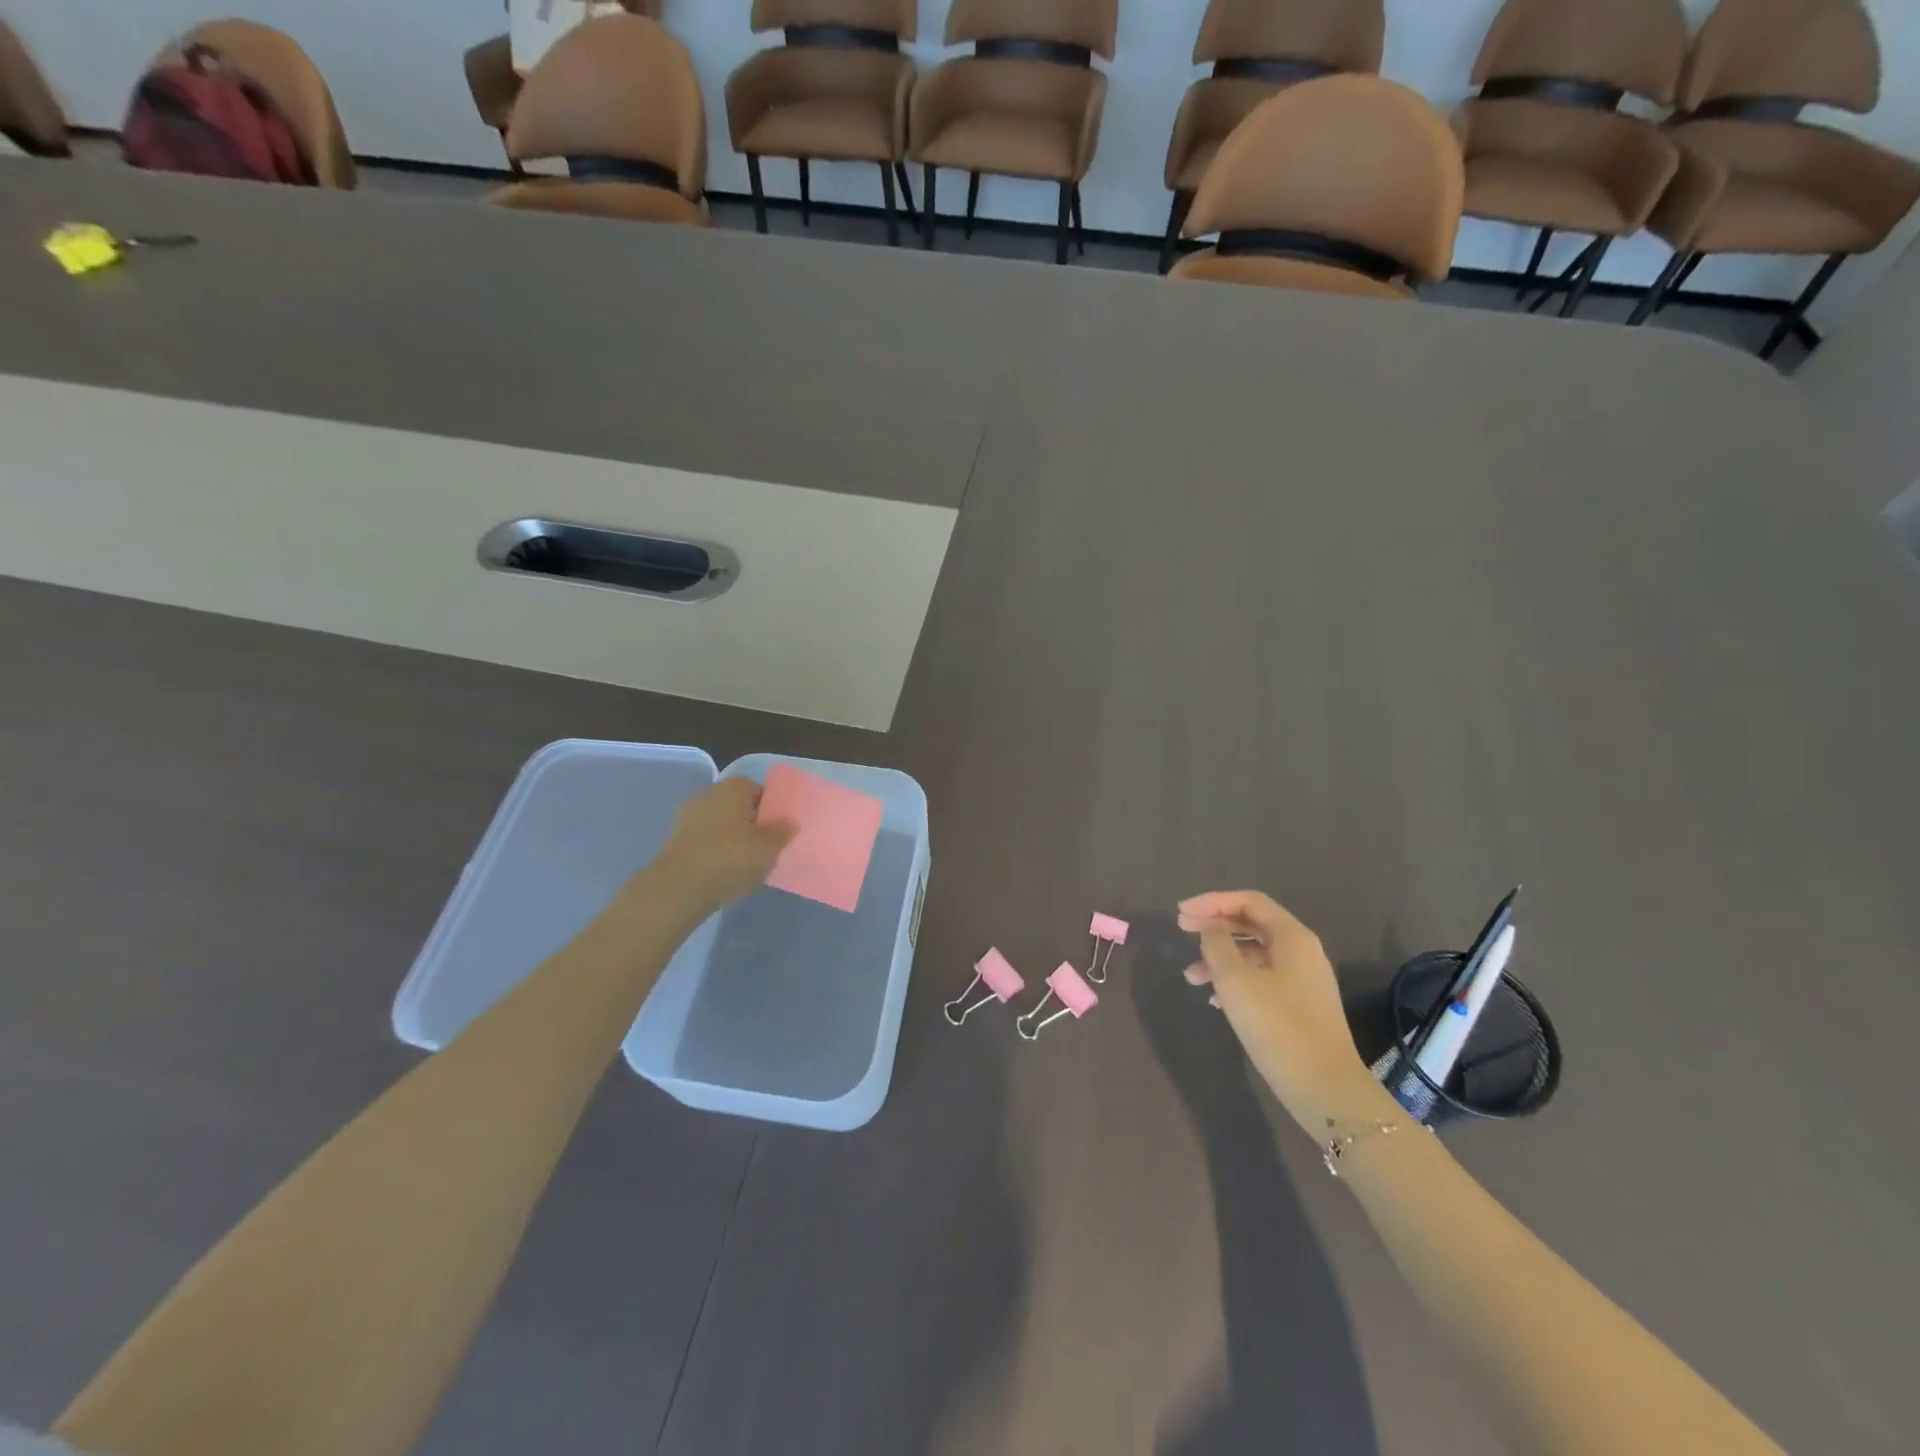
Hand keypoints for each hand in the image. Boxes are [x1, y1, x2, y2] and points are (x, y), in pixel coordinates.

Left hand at [648, 778, 795, 913]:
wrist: (679, 888)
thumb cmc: (731, 859)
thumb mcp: (768, 849)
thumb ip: (781, 833)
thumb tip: (789, 823)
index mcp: (733, 788)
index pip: (759, 791)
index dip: (771, 810)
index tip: (778, 832)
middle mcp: (708, 794)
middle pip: (737, 806)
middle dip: (750, 824)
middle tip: (764, 848)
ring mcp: (687, 816)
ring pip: (719, 824)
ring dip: (731, 838)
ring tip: (744, 864)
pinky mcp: (674, 839)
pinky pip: (704, 840)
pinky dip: (714, 851)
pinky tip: (722, 871)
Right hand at [1178, 890, 1390, 1136]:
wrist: (1325, 1088)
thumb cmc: (1277, 1026)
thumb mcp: (1235, 981)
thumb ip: (1217, 945)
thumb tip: (1211, 927)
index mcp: (1292, 937)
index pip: (1249, 901)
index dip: (1212, 901)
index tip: (1181, 912)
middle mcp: (1302, 952)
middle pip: (1252, 924)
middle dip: (1215, 925)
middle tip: (1181, 930)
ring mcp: (1303, 980)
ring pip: (1255, 954)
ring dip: (1221, 957)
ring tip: (1191, 977)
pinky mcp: (1300, 1006)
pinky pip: (1262, 978)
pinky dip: (1236, 979)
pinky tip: (1215, 999)